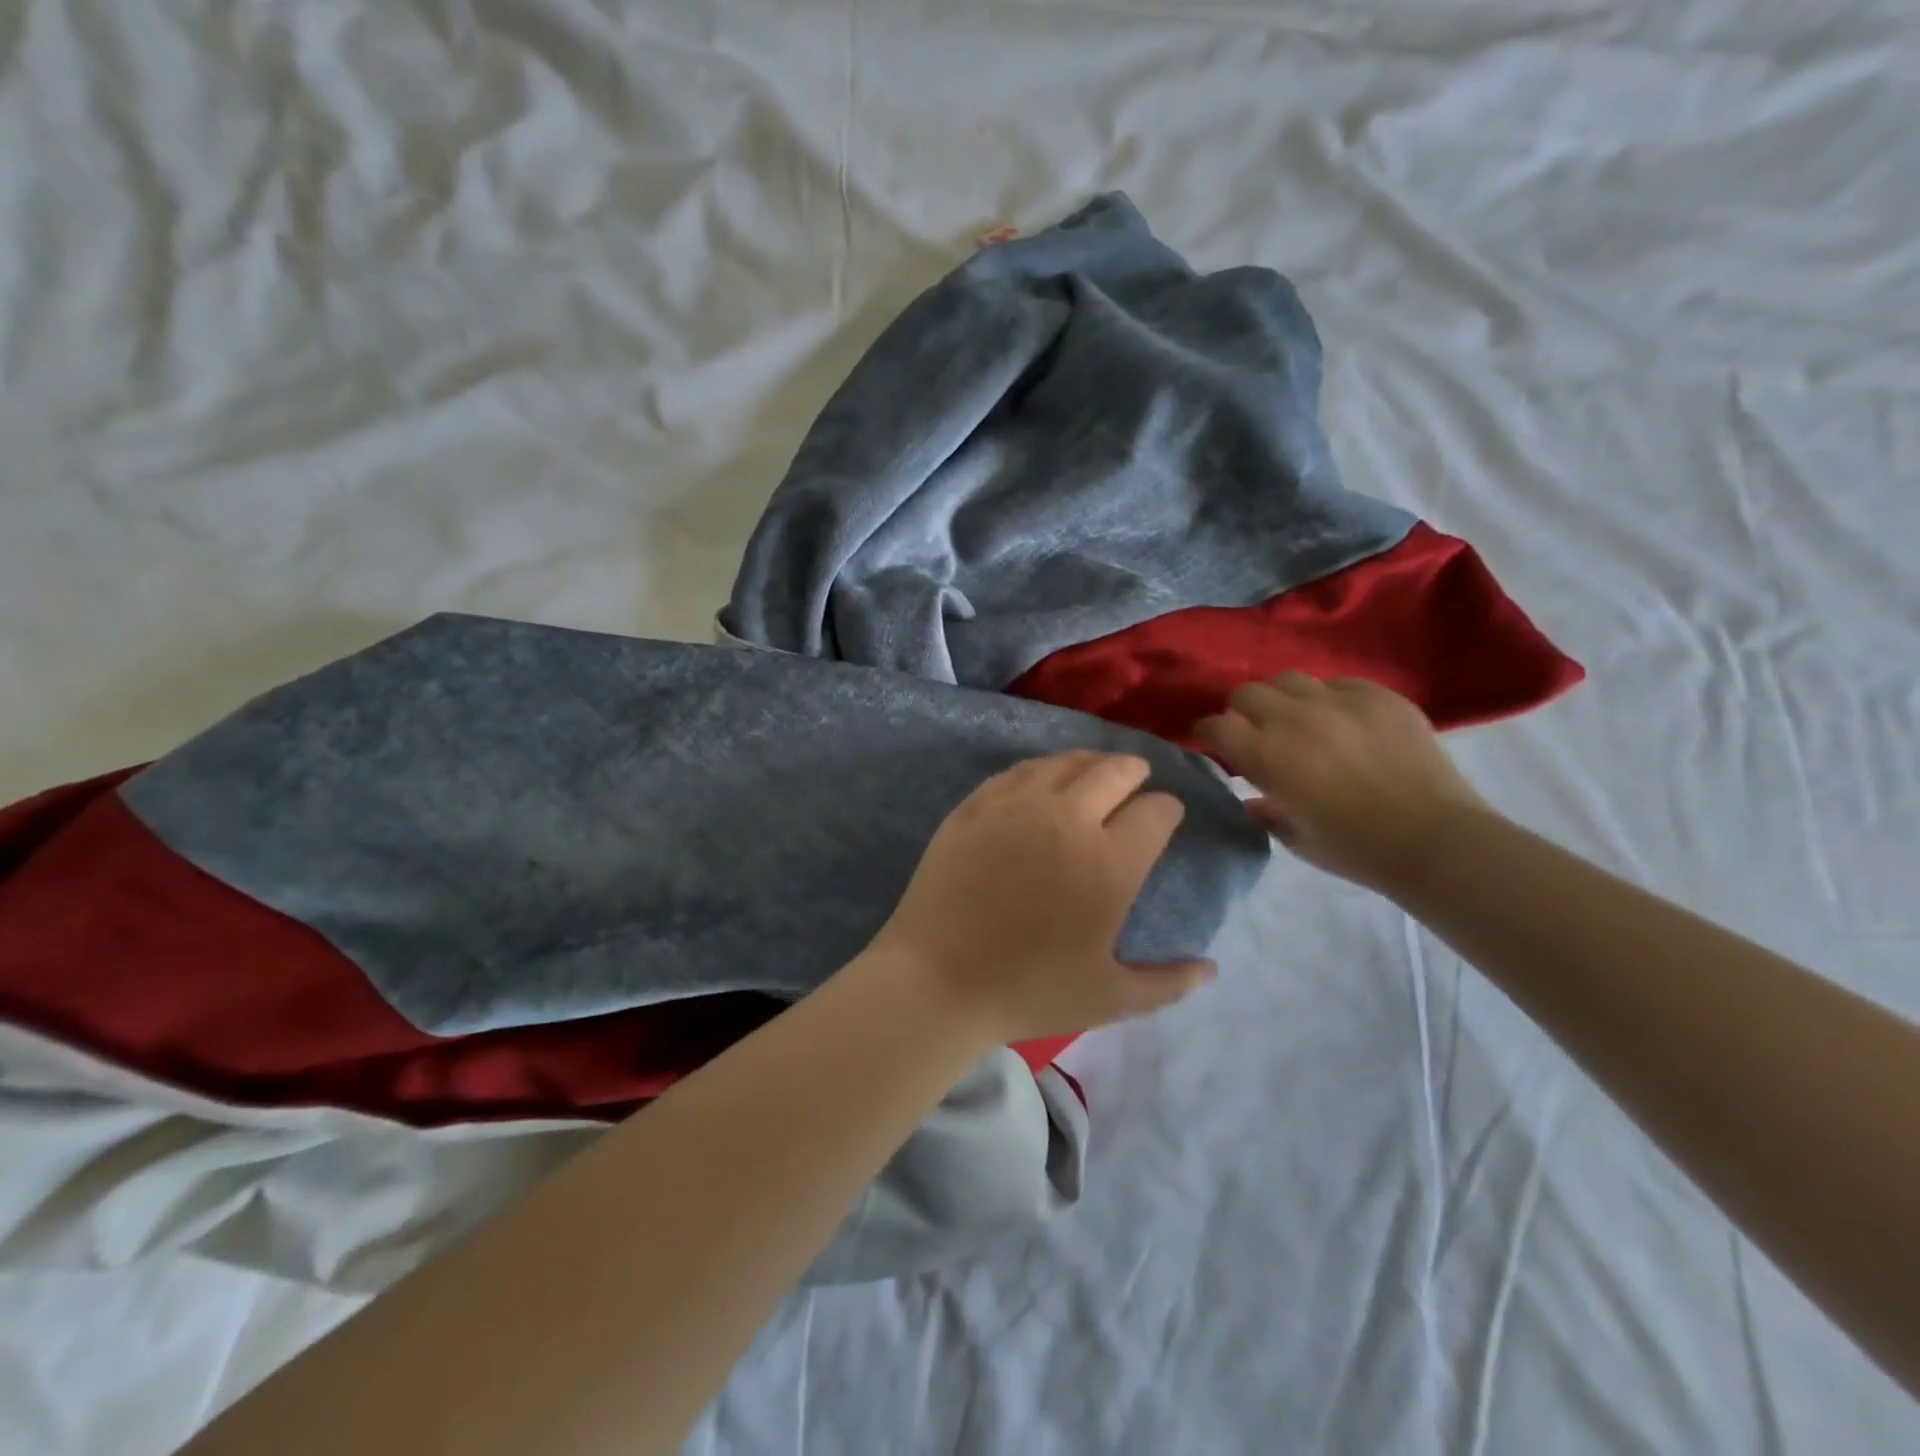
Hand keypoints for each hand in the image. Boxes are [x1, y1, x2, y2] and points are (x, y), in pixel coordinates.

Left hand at [868, 751, 1215, 1044]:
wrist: (936, 980)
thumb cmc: (1028, 991)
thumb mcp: (1110, 998)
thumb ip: (1168, 983)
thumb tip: (1210, 969)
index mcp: (1109, 862)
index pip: (1156, 811)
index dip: (1168, 810)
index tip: (1166, 817)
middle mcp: (1067, 818)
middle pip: (1114, 770)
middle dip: (1134, 772)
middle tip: (1136, 782)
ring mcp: (1015, 806)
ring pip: (1064, 762)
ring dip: (1088, 764)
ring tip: (1094, 773)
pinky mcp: (974, 806)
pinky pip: (1017, 772)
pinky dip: (1040, 771)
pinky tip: (1040, 782)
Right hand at [1195, 673, 1487, 893]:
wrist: (1436, 840)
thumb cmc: (1357, 849)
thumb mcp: (1296, 840)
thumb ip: (1266, 813)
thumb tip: (1252, 799)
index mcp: (1266, 756)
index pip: (1215, 725)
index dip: (1209, 733)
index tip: (1214, 744)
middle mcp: (1294, 719)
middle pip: (1247, 693)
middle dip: (1242, 711)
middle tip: (1256, 732)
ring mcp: (1339, 702)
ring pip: (1290, 679)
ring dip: (1283, 699)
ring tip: (1299, 720)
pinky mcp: (1379, 696)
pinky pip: (1339, 683)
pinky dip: (1330, 699)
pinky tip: (1344, 722)